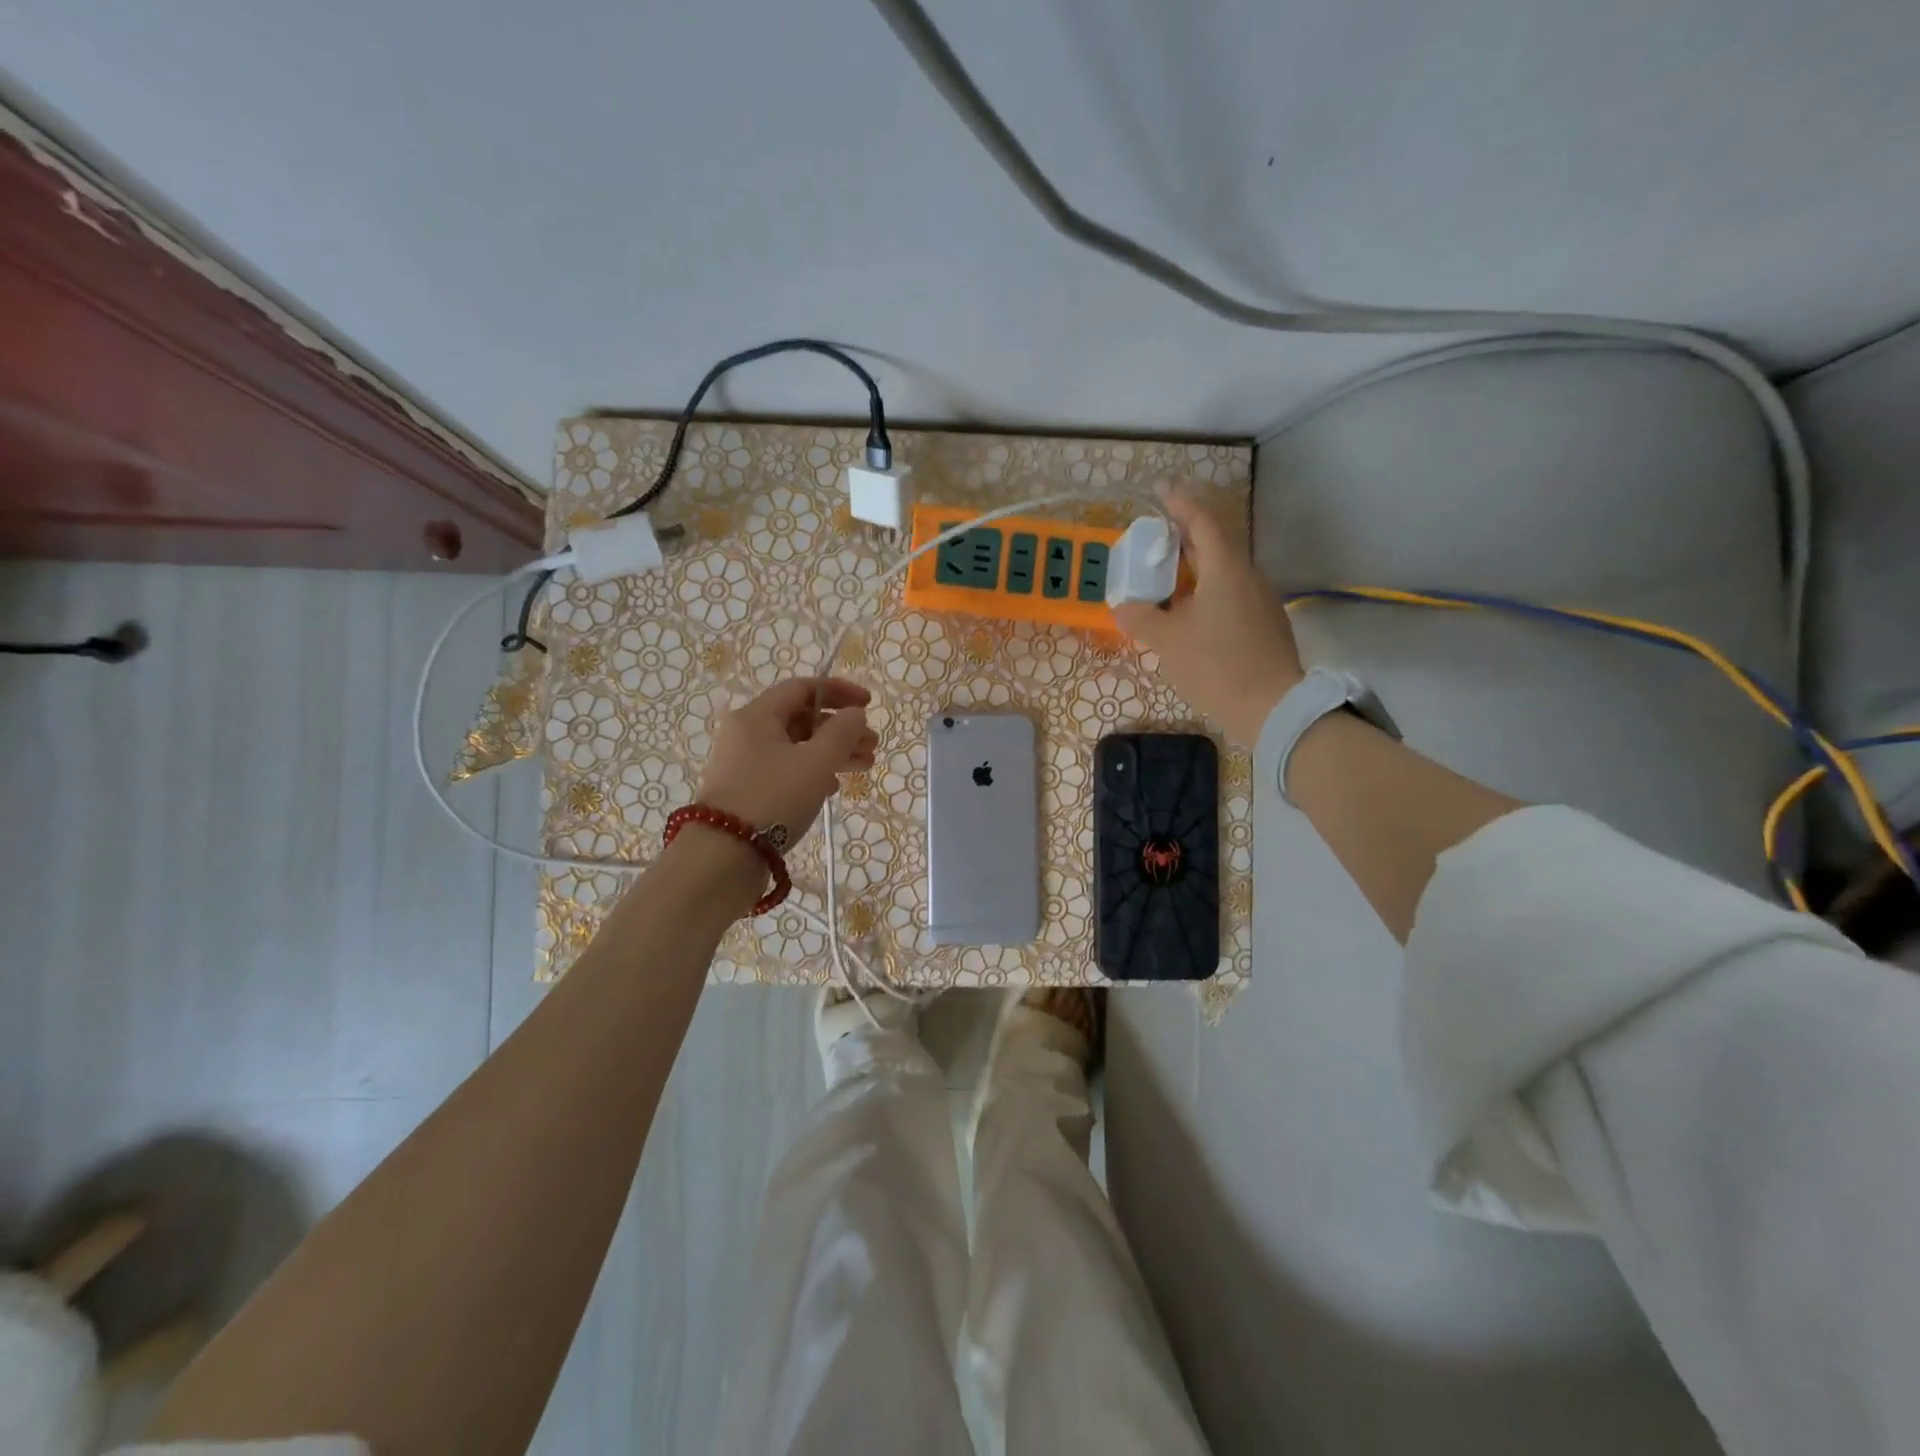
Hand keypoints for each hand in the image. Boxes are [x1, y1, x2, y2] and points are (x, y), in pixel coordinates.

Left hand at [694, 677, 876, 840]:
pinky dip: (812, 772)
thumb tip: (854, 714)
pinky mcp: (746, 790)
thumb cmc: (773, 798)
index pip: (802, 688)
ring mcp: (743, 763)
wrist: (723, 855)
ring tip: (863, 768)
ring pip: (796, 747)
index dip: (839, 692)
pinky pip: (786, 769)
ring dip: (832, 752)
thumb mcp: (816, 762)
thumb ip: (842, 732)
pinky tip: (832, 788)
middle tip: (872, 747)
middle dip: (841, 730)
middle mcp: (746, 733)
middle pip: (801, 719)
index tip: (868, 705)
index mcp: (757, 716)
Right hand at [1112, 490, 1303, 747]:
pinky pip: (1233, 594)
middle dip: (1187, 537)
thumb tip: (1121, 607)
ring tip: (1169, 577)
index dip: (1182, 504)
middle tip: (1158, 538)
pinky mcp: (1265, 624)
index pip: (1204, 522)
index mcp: (1226, 569)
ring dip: (1197, 567)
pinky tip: (1192, 611)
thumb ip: (1142, 618)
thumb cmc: (1216, 666)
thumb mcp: (1168, 642)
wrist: (1271, 708)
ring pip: (1225, 571)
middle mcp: (1248, 576)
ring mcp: (1261, 600)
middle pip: (1217, 544)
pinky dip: (1209, 591)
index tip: (1163, 491)